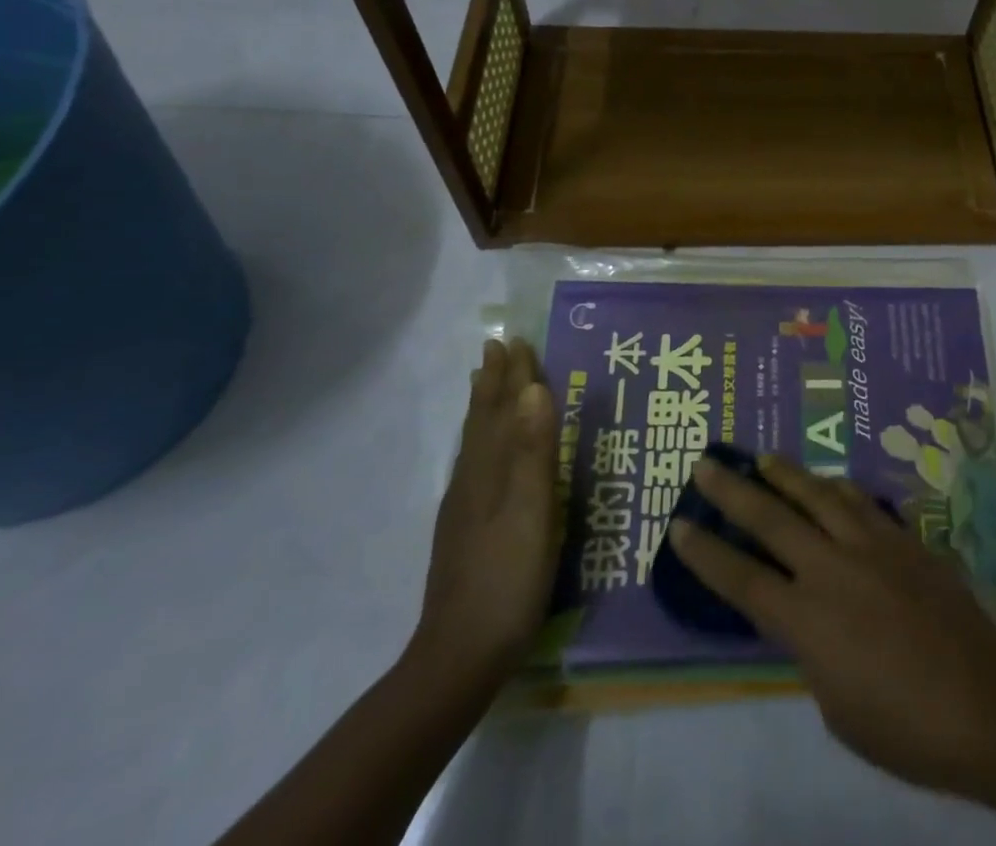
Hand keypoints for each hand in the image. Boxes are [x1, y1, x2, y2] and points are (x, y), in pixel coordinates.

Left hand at [411, 337, 558, 691]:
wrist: (460, 656)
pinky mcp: (464, 530)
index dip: (512, 375)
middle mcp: (472, 479)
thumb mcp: (533, 510)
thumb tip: (535, 388)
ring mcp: (464, 507)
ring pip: (474, 441)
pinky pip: (473, 464)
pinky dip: (479, 441)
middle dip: (492, 382)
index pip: (502, 408)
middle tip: (496, 348)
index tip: (516, 339)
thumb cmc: (508, 577)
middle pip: (482, 419)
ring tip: (483, 383)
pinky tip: (482, 453)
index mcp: (490, 470)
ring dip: (482, 407)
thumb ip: (534, 450)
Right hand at [670, 454, 995, 796]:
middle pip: (772, 520)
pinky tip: (830, 483)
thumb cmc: (904, 727)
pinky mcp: (904, 539)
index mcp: (807, 620)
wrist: (984, 702)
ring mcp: (871, 546)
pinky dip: (837, 489)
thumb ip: (812, 652)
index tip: (679, 525)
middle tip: (706, 463)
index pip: (742, 580)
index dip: (706, 553)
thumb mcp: (836, 706)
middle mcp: (832, 569)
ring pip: (819, 495)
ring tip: (763, 457)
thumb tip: (809, 621)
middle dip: (733, 491)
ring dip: (786, 474)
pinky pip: (861, 503)